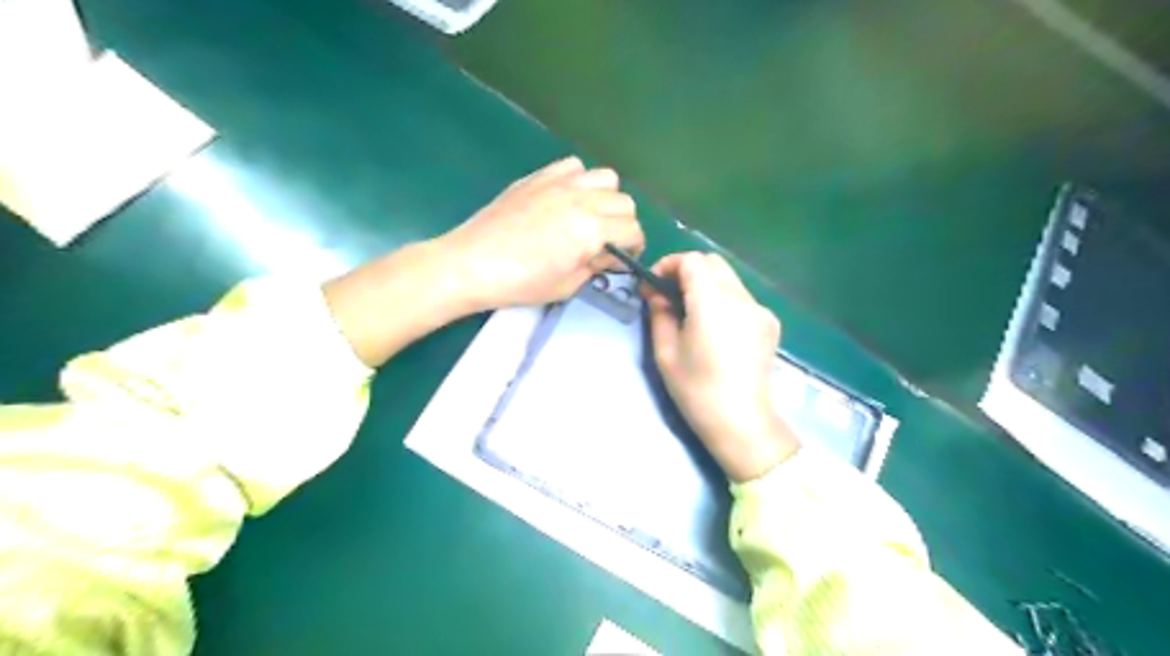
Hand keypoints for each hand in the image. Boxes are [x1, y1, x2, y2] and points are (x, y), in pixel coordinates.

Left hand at [439, 157, 643, 312]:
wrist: (472, 263)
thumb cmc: (520, 283)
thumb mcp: (567, 285)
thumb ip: (596, 266)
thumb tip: (609, 255)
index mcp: (592, 231)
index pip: (633, 231)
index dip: (633, 248)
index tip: (620, 259)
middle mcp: (583, 199)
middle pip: (625, 203)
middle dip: (623, 225)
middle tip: (606, 242)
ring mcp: (561, 183)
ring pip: (607, 178)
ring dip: (606, 198)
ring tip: (589, 216)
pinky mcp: (539, 176)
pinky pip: (574, 165)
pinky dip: (579, 179)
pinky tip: (565, 198)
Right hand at [643, 251, 800, 482]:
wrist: (741, 421)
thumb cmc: (696, 390)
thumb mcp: (666, 352)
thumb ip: (659, 314)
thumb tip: (657, 294)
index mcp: (713, 303)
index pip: (692, 260)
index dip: (668, 264)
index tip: (653, 284)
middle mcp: (741, 298)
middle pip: (713, 262)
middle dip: (686, 270)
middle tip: (668, 295)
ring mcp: (760, 309)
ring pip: (729, 278)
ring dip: (705, 284)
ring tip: (689, 311)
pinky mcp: (770, 323)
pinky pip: (741, 297)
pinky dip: (723, 298)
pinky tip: (714, 327)